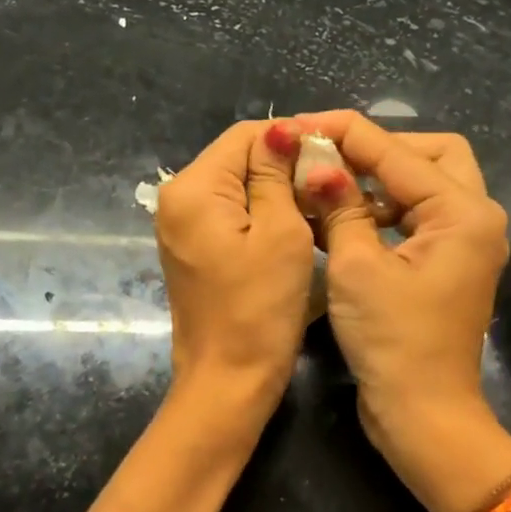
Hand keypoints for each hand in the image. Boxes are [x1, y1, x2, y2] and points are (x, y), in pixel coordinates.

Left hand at [155, 120, 314, 422]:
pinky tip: (294, 231)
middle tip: (331, 189)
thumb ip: (277, 175)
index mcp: (193, 188)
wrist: (227, 381)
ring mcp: (181, 227)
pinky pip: (230, 215)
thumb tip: (281, 130)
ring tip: (319, 210)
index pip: (245, 135)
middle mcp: (176, 199)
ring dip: (277, 193)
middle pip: (238, 159)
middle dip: (285, 167)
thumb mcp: (281, 233)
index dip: (292, 139)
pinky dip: (262, 216)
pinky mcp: (193, 249)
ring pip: (237, 188)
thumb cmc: (260, 308)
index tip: (334, 159)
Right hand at [286, 111, 509, 455]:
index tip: (300, 123)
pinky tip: (342, 217)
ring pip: (422, 187)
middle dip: (378, 150)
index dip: (346, 133)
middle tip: (329, 157)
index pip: (398, 152)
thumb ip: (339, 208)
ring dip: (377, 181)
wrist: (422, 414)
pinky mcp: (446, 266)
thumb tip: (317, 165)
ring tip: (326, 183)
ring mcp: (463, 244)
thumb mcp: (357, 268)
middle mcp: (474, 219)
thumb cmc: (392, 341)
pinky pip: (415, 218)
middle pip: (430, 156)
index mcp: (463, 213)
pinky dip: (381, 211)